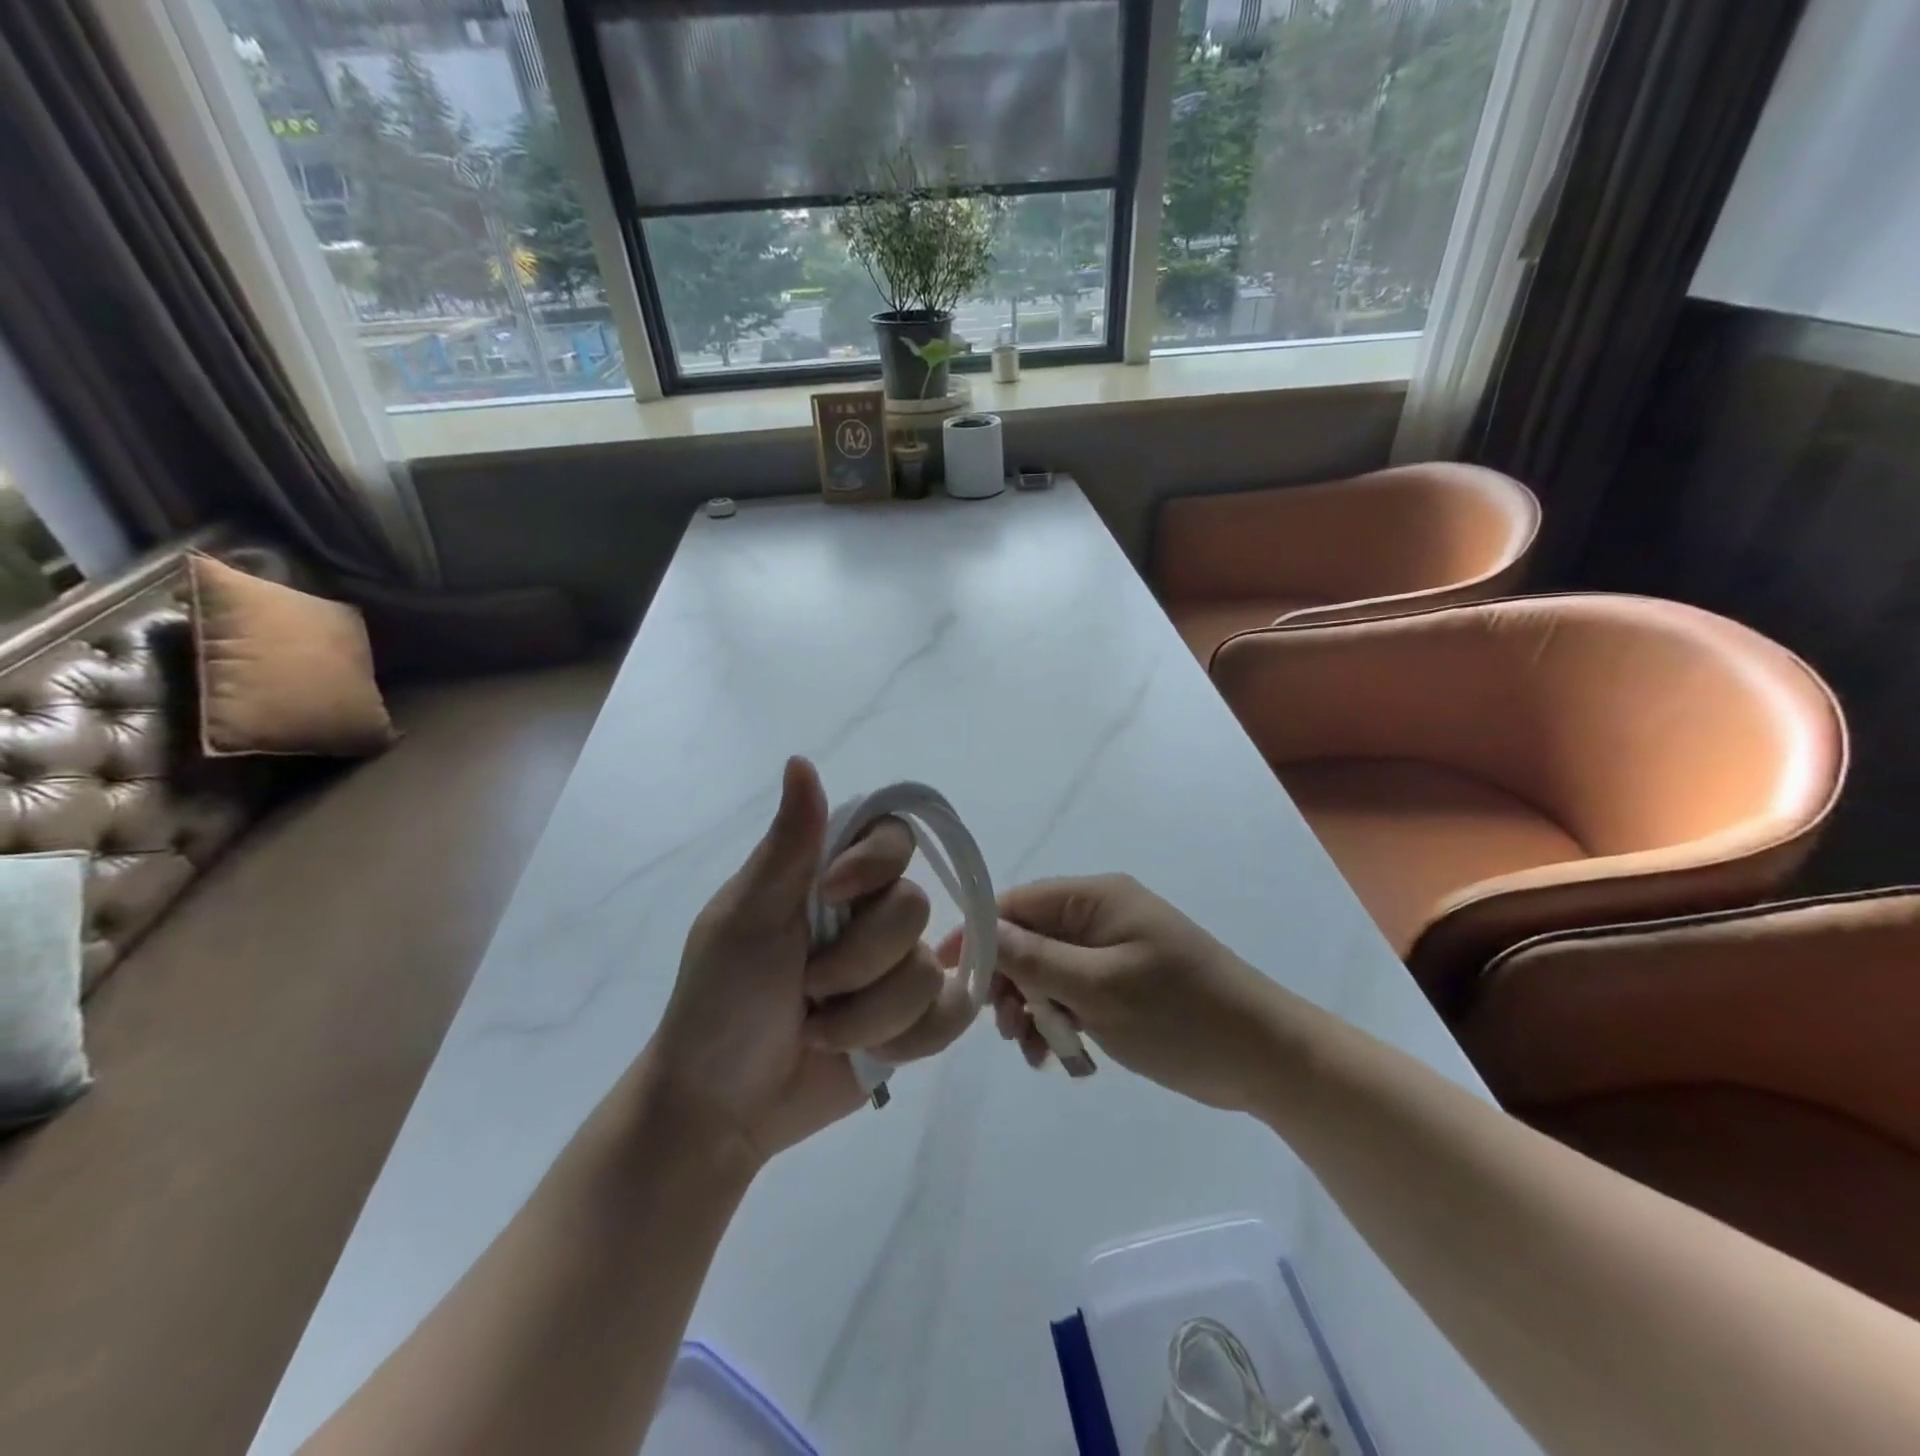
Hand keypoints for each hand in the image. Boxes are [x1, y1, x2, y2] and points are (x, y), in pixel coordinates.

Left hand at [647, 757, 974, 1169]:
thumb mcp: (745, 917)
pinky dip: (907, 1040)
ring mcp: (897, 971)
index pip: (894, 835)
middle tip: (806, 987)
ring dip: (868, 1015)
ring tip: (819, 1030)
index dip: (876, 863)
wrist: (720, 1107)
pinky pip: (951, 1016)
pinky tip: (867, 1054)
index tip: (831, 895)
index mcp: (831, 878)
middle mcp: (872, 916)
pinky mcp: (915, 1023)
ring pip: (929, 971)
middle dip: (857, 961)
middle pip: (915, 908)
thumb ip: (788, 844)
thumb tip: (801, 759)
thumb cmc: (720, 1002)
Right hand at [969, 874, 1276, 1110]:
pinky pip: (1072, 994)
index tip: (949, 974)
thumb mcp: (1100, 988)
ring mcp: (1112, 951)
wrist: (1264, 1059)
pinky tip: (1058, 1055)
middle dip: (1009, 982)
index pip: (1018, 902)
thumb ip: (1035, 959)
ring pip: (1047, 972)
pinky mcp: (1122, 985)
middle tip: (1006, 1029)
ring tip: (1035, 1050)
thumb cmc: (1181, 1015)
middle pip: (1029, 939)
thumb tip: (979, 931)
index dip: (980, 934)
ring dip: (1032, 1008)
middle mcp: (1101, 916)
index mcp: (1097, 898)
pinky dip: (1058, 1020)